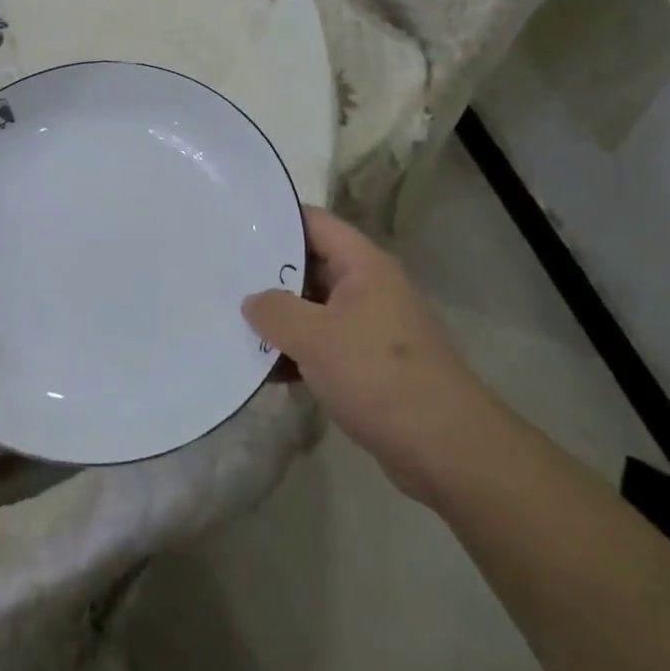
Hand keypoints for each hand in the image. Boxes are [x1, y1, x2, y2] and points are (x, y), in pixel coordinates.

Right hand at [242, 207, 488, 498]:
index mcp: (363, 265)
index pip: (313, 222)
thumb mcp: (316, 337)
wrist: (447, 450)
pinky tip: (262, 370)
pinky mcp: (369, 365)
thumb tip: (252, 301)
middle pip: (310, 265)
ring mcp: (370, 327)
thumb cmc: (380, 376)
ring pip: (314, 309)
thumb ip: (275, 311)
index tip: (234, 226)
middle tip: (222, 276)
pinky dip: (296, 353)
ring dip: (279, 319)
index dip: (275, 220)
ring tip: (231, 322)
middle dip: (268, 273)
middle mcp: (369, 287)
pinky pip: (323, 346)